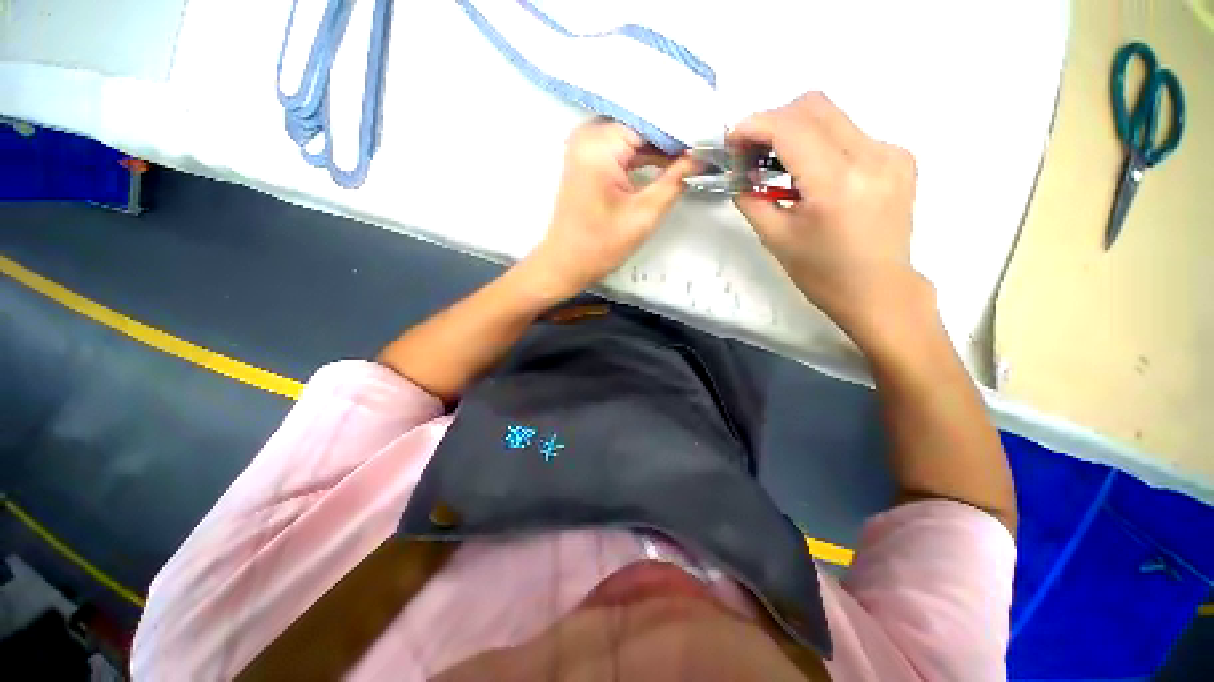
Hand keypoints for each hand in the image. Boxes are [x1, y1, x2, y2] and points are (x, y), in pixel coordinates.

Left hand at [525, 119, 697, 297]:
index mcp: (599, 144)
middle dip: (673, 134)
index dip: (683, 127)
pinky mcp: (587, 159)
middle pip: (641, 124)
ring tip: (694, 150)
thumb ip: (675, 180)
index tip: (712, 134)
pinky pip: (621, 147)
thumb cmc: (601, 245)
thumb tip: (703, 156)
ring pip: (633, 135)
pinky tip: (669, 160)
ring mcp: (585, 145)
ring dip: (660, 146)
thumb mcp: (644, 215)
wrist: (565, 264)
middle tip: (707, 140)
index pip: (651, 119)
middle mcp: (588, 134)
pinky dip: (643, 155)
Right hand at [729, 93, 931, 351]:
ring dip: (797, 130)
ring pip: (833, 115)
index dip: (755, 125)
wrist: (879, 291)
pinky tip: (814, 174)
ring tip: (779, 165)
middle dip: (773, 121)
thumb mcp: (776, 238)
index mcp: (836, 183)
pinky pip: (851, 133)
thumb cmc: (822, 274)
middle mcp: (871, 156)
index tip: (733, 140)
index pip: (790, 127)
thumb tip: (738, 173)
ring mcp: (891, 153)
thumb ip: (751, 199)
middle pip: (814, 105)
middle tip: (753, 151)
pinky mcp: (899, 157)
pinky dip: (822, 143)